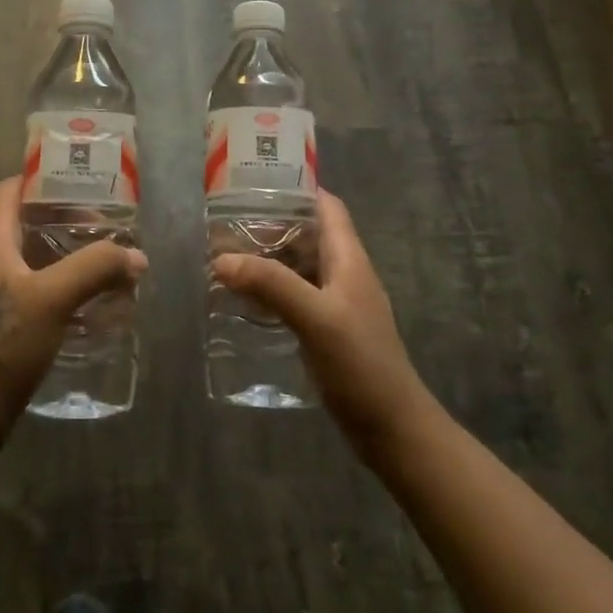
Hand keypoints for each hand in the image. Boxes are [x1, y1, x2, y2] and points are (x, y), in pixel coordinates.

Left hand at [0, 177, 146, 448]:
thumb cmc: (1, 344)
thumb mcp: (52, 298)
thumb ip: (95, 269)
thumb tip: (136, 255)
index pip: (12, 190)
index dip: (43, 179)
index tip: (83, 182)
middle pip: (28, 222)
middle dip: (68, 219)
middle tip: (108, 225)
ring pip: (35, 258)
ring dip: (69, 255)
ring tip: (109, 259)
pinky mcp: (3, 322)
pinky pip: (37, 288)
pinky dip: (64, 285)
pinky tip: (93, 300)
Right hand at [212, 191, 430, 457]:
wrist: (392, 428)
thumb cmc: (361, 364)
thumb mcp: (315, 318)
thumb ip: (271, 284)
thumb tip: (221, 258)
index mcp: (349, 259)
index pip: (327, 207)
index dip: (297, 189)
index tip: (255, 184)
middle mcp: (343, 274)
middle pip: (307, 234)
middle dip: (270, 225)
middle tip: (226, 223)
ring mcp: (335, 303)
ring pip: (298, 267)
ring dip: (267, 259)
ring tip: (225, 256)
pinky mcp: (326, 330)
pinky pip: (294, 296)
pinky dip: (270, 290)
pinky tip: (243, 299)